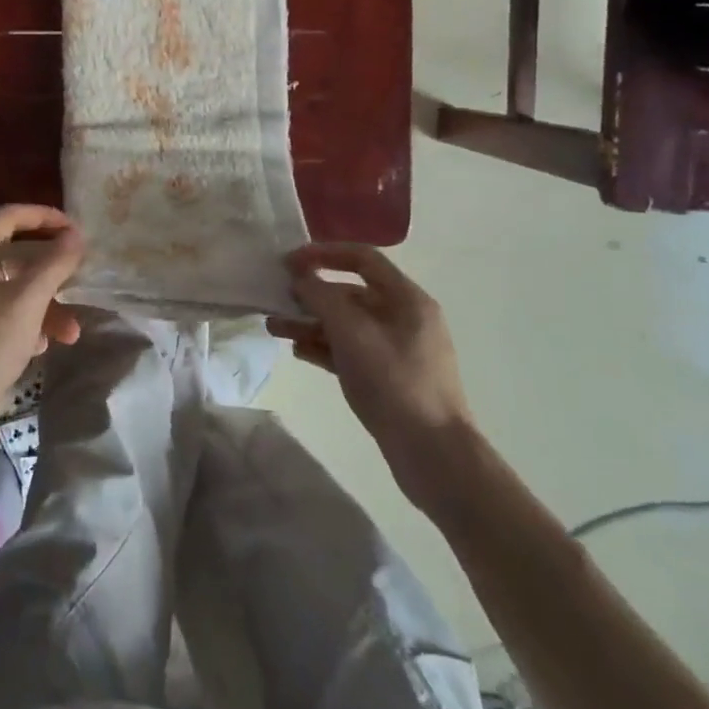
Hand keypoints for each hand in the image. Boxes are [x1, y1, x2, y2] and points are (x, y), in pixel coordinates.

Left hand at [0, 205, 85, 436]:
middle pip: (14, 258)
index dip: (41, 216)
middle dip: (51, 273)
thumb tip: (76, 235)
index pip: (7, 217)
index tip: (72, 229)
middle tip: (77, 281)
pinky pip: (2, 317)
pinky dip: (26, 325)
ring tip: (70, 333)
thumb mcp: (28, 302)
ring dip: (45, 306)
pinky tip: (43, 347)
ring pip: (12, 293)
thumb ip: (54, 265)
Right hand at [268, 244, 477, 507]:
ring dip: (311, 322)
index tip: (288, 262)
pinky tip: (299, 352)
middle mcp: (403, 317)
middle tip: (276, 299)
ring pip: (346, 324)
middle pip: (350, 292)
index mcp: (406, 298)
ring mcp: (396, 349)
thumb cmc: (394, 381)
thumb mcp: (352, 332)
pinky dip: (324, 347)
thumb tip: (300, 277)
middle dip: (311, 294)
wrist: (433, 455)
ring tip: (274, 328)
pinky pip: (350, 351)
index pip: (361, 258)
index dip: (323, 253)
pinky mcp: (387, 377)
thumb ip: (321, 297)